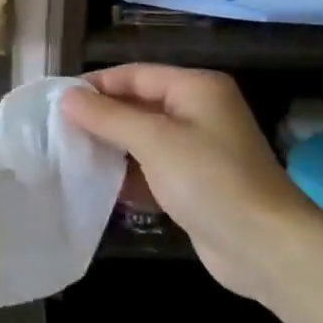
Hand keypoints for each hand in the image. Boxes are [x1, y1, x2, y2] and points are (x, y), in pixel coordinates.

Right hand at [63, 64, 320, 300]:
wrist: (265, 248)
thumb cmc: (209, 180)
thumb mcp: (153, 140)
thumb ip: (107, 116)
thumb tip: (67, 98)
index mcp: (196, 88)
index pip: (135, 74)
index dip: (96, 85)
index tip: (58, 101)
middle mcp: (199, 111)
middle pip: (139, 104)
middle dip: (102, 117)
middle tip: (59, 129)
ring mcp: (200, 149)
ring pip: (144, 139)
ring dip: (112, 147)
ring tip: (71, 155)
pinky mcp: (197, 184)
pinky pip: (154, 168)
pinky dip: (130, 174)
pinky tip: (100, 186)